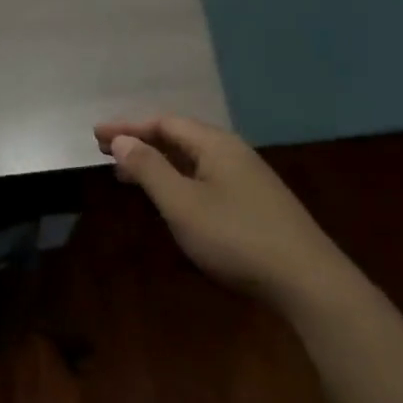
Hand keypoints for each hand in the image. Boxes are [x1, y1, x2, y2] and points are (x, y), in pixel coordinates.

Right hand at [94, 116, 336, 309]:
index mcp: (215, 144)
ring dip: (158, 162)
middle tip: (105, 150)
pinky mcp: (255, 202)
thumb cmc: (236, 237)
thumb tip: (122, 140)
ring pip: (192, 159)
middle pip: (179, 137)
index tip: (96, 134)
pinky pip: (205, 177)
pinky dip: (178, 178)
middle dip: (140, 142)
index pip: (163, 123)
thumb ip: (149, 169)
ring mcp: (247, 177)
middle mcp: (232, 152)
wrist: (307, 280)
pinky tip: (170, 197)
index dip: (128, 127)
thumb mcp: (182, 204)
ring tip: (128, 173)